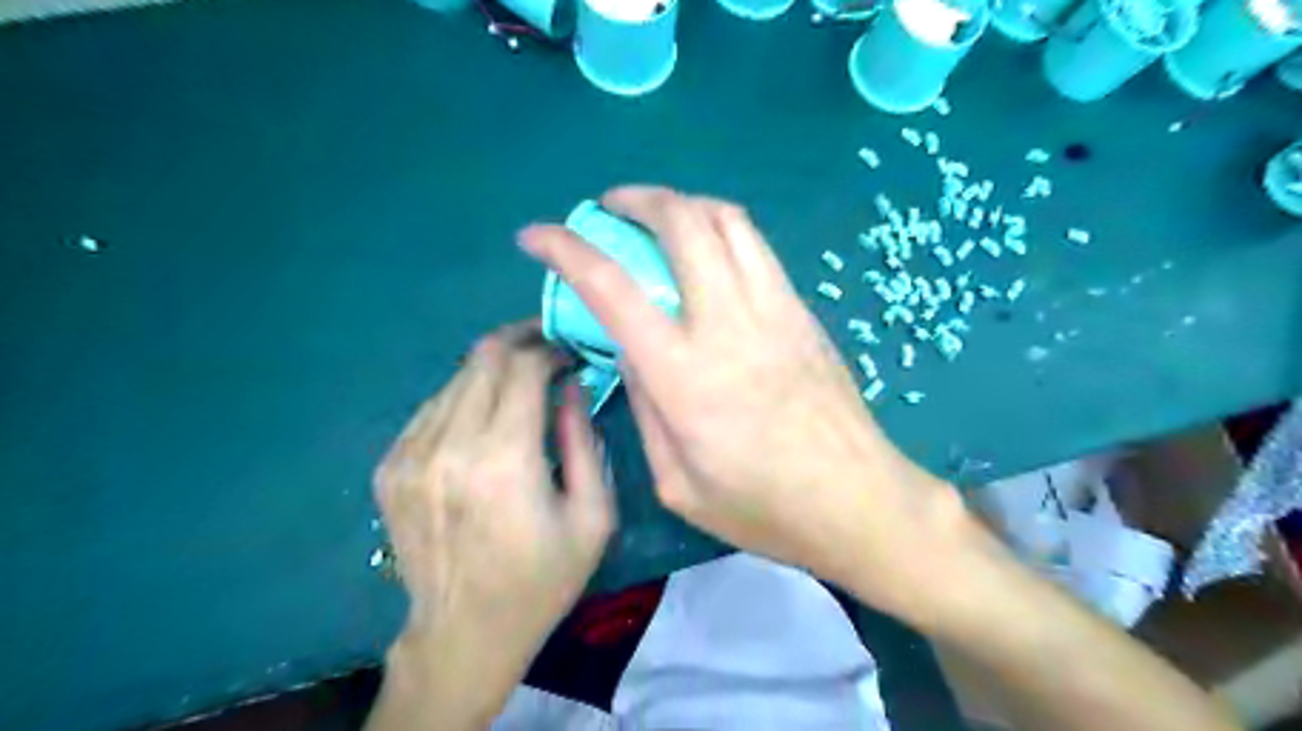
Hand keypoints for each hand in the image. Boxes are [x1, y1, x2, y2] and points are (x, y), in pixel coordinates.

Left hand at [371, 320, 616, 668]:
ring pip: (456, 378)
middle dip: (520, 341)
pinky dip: (464, 398)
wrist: (463, 634)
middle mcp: (449, 447)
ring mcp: (410, 456)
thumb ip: (584, 440)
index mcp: (504, 461)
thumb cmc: (542, 579)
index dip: (551, 349)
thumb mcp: (593, 516)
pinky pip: (431, 407)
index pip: (523, 368)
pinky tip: (484, 417)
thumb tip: (573, 384)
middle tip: (547, 347)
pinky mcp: (389, 467)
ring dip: (492, 369)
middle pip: (483, 359)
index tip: (571, 354)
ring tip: (521, 381)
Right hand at [521, 186, 963, 616]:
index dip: (565, 248)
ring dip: (682, 203)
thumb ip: (645, 407)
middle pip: (681, 221)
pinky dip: (719, 228)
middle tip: (608, 208)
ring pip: (725, 219)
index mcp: (683, 374)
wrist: (858, 501)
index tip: (536, 235)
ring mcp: (773, 308)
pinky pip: (755, 246)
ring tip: (657, 217)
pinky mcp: (802, 310)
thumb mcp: (678, 483)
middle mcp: (727, 323)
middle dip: (635, 199)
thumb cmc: (763, 508)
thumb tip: (629, 351)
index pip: (611, 285)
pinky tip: (706, 251)